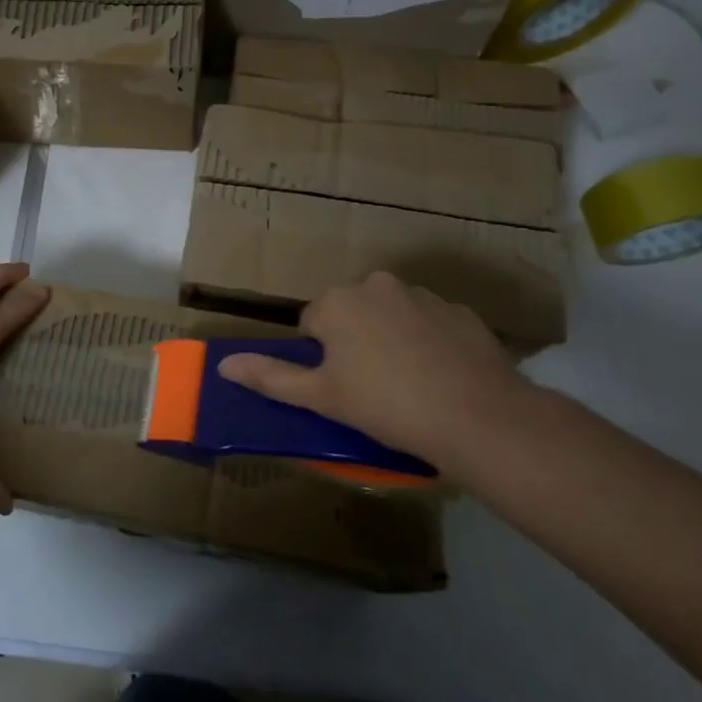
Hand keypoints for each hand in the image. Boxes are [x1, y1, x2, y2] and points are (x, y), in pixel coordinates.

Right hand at [216, 271, 529, 466]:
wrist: (478, 417)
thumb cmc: (385, 405)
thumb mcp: (321, 397)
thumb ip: (270, 377)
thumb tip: (223, 365)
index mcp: (338, 302)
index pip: (312, 323)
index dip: (321, 358)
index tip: (340, 387)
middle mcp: (377, 285)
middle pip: (352, 313)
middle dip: (355, 342)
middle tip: (370, 388)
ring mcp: (424, 295)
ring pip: (392, 316)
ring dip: (391, 339)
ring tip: (409, 386)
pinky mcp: (461, 312)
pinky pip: (431, 325)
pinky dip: (429, 344)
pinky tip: (441, 378)